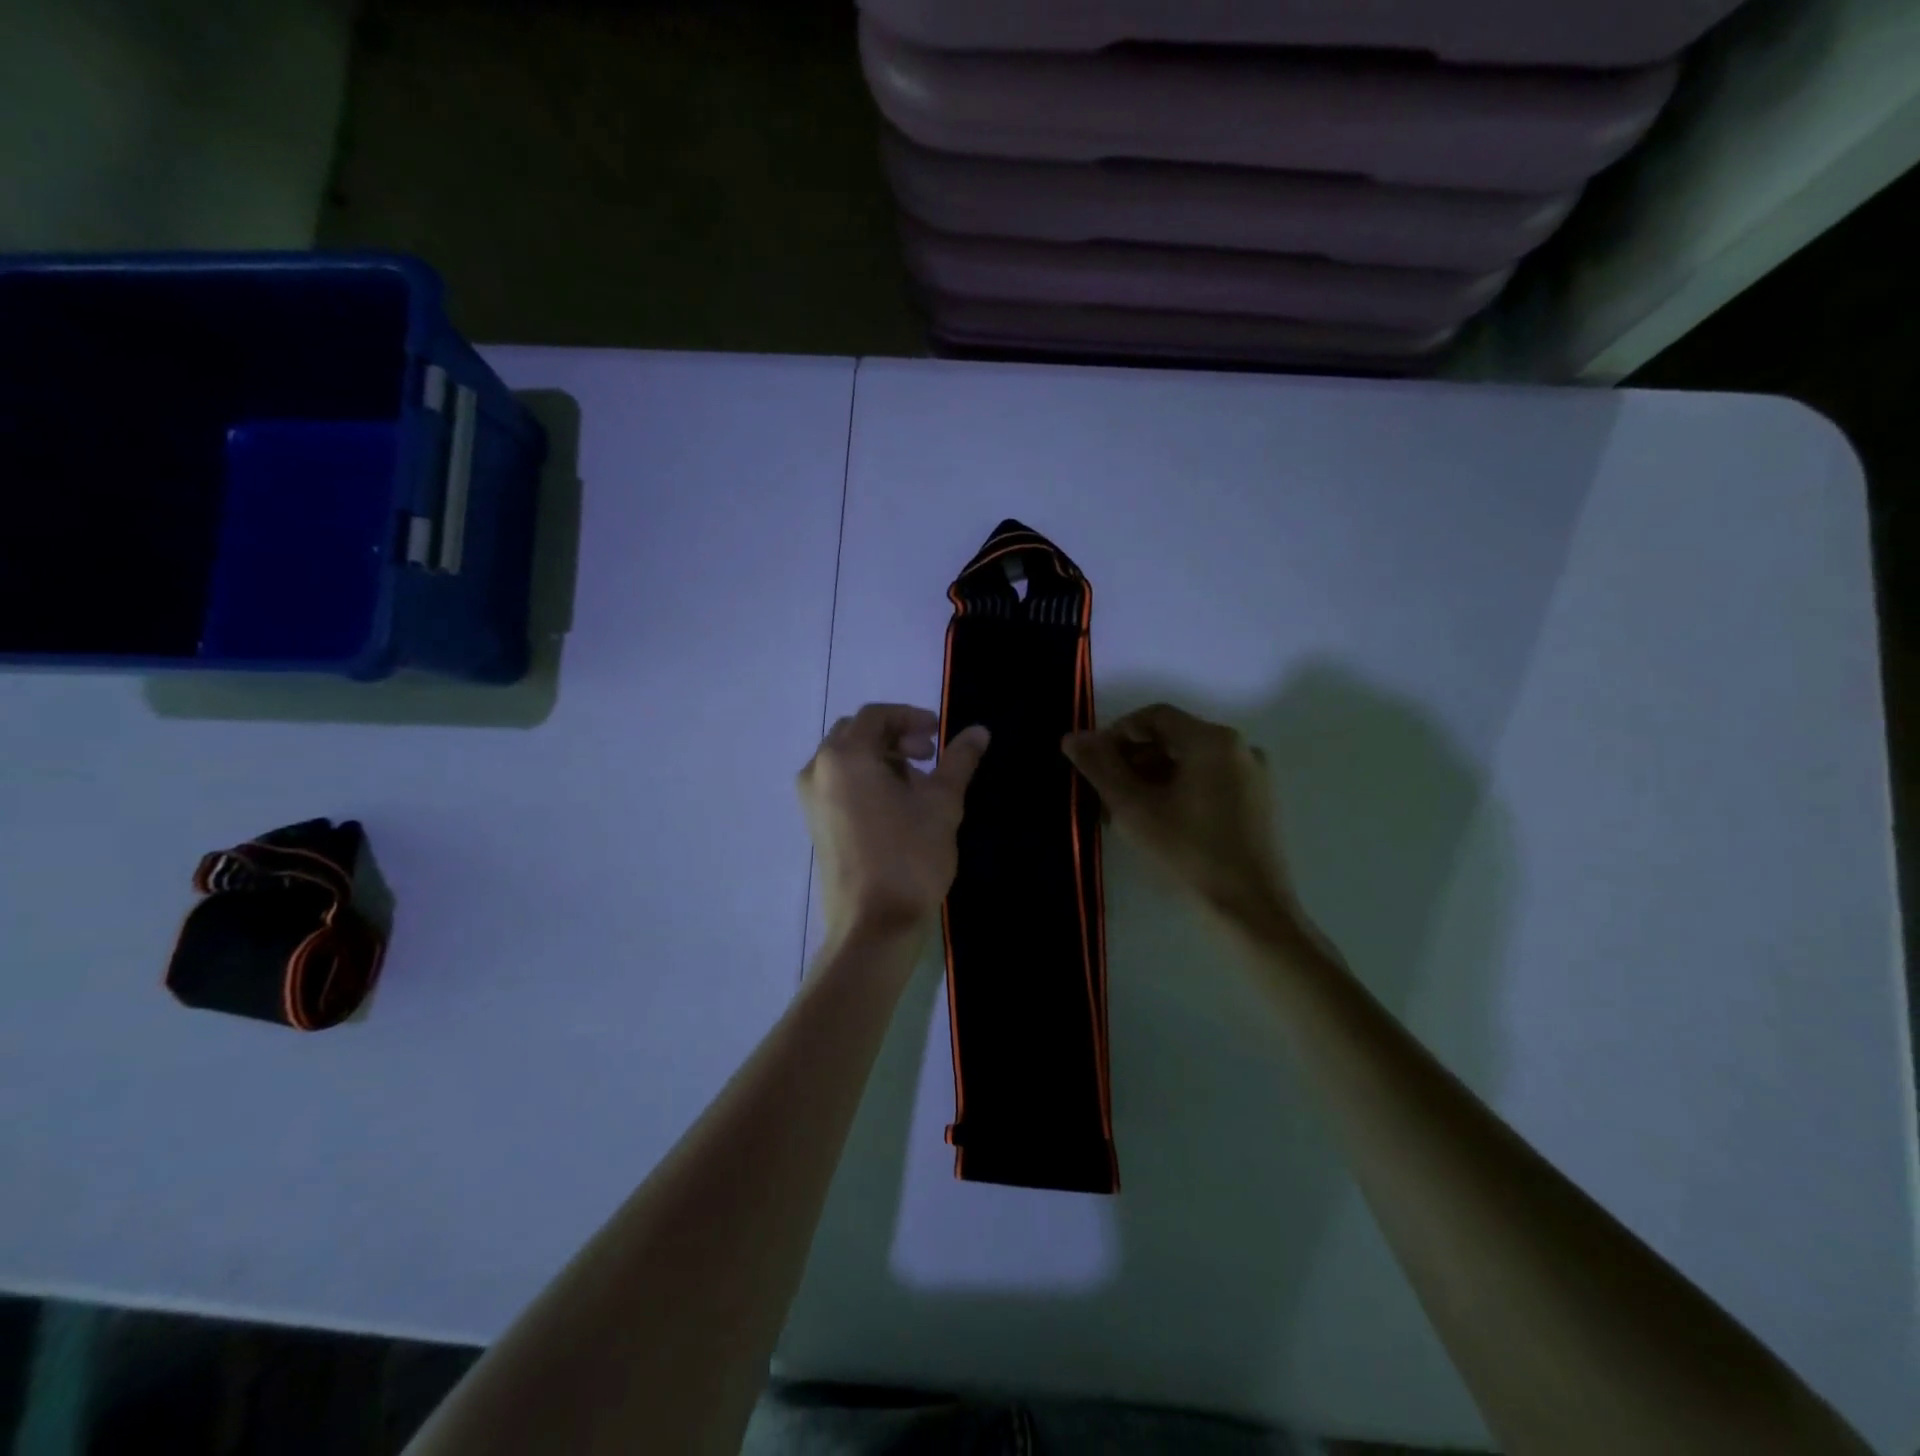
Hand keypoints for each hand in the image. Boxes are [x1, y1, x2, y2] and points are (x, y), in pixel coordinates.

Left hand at [798, 704, 989, 942]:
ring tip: (917, 784)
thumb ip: (959, 760)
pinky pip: (838, 784)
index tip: (939, 734)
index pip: (877, 715)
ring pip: (846, 759)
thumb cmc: (909, 856)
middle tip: (929, 756)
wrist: (873, 924)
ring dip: (881, 759)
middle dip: (895, 737)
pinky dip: (866, 780)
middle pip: (857, 733)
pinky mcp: (815, 824)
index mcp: (845, 756)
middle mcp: (818, 770)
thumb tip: (979, 731)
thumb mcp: (942, 803)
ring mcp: (811, 799)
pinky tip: (895, 806)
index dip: (911, 717)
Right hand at [1063, 703, 1295, 933]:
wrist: (1249, 911)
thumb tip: (1072, 737)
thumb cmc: (1187, 853)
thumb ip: (1099, 767)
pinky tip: (1158, 824)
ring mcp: (1253, 777)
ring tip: (1125, 815)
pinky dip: (1178, 792)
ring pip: (1189, 764)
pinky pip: (1209, 782)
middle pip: (1172, 739)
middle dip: (1133, 761)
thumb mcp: (1133, 808)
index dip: (1117, 734)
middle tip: (1104, 795)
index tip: (1094, 765)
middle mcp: (1239, 748)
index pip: (1154, 717)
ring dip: (1152, 780)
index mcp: (1211, 740)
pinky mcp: (1258, 804)